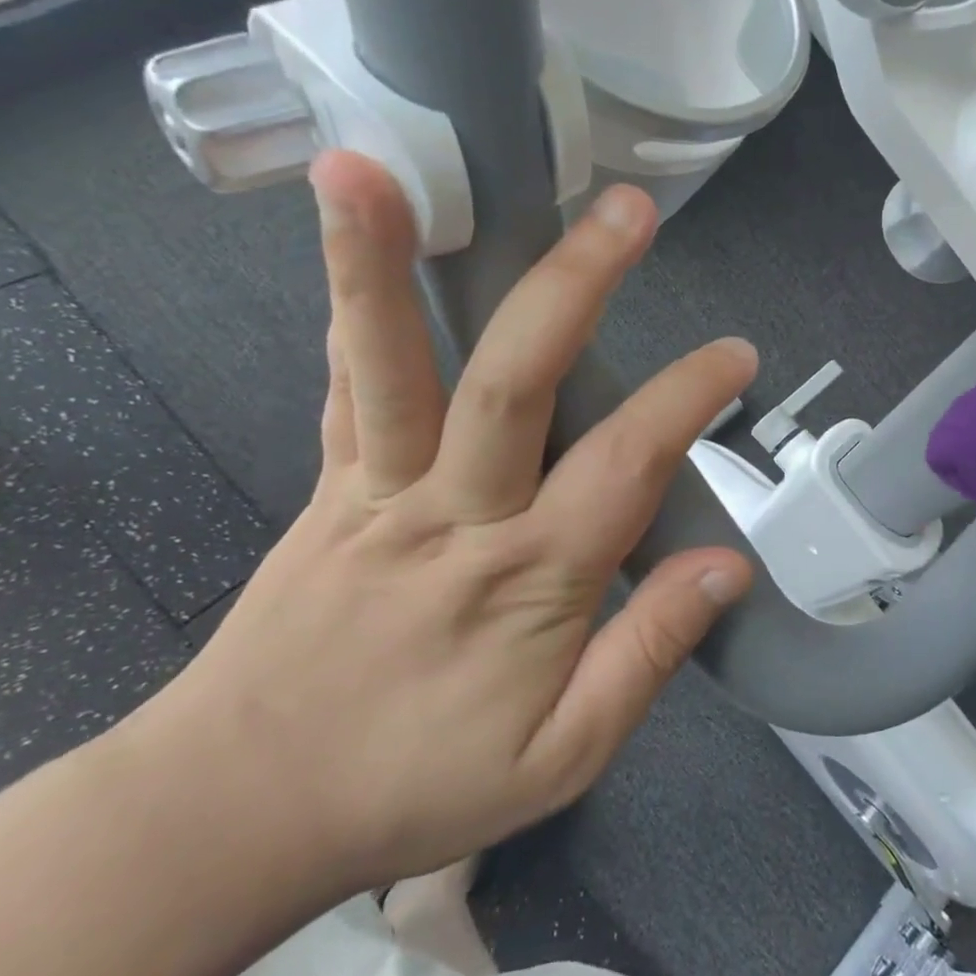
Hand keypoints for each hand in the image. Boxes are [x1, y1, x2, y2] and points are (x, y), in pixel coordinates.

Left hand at [131, 153, 756, 893]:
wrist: (239, 809)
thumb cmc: (417, 786)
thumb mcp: (565, 757)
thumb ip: (650, 652)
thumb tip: (726, 564)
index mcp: (529, 580)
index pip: (628, 464)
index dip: (689, 399)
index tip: (737, 354)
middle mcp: (455, 515)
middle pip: (514, 382)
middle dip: (575, 287)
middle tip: (626, 211)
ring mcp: (378, 492)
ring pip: (391, 366)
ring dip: (380, 264)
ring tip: (372, 166)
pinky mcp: (328, 488)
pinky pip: (346, 390)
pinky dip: (354, 313)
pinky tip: (355, 237)